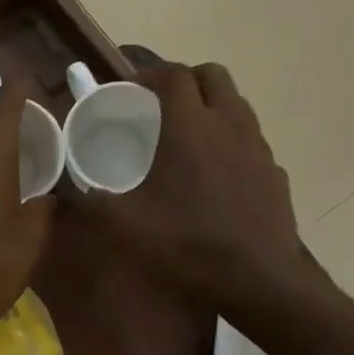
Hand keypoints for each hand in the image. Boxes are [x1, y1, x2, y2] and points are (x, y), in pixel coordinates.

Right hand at [75, 60, 319, 313]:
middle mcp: (228, 125)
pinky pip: (252, 141)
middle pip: (213, 75)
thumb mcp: (125, 226)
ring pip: (237, 104)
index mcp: (189, 128)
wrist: (257, 280)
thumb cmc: (187, 245)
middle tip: (162, 106)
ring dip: (212, 107)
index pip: (174, 74)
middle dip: (186, 81)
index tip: (132, 91)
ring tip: (189, 137)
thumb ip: (94, 200)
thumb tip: (77, 189)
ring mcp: (258, 148)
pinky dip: (232, 142)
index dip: (150, 74)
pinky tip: (218, 175)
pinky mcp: (276, 173)